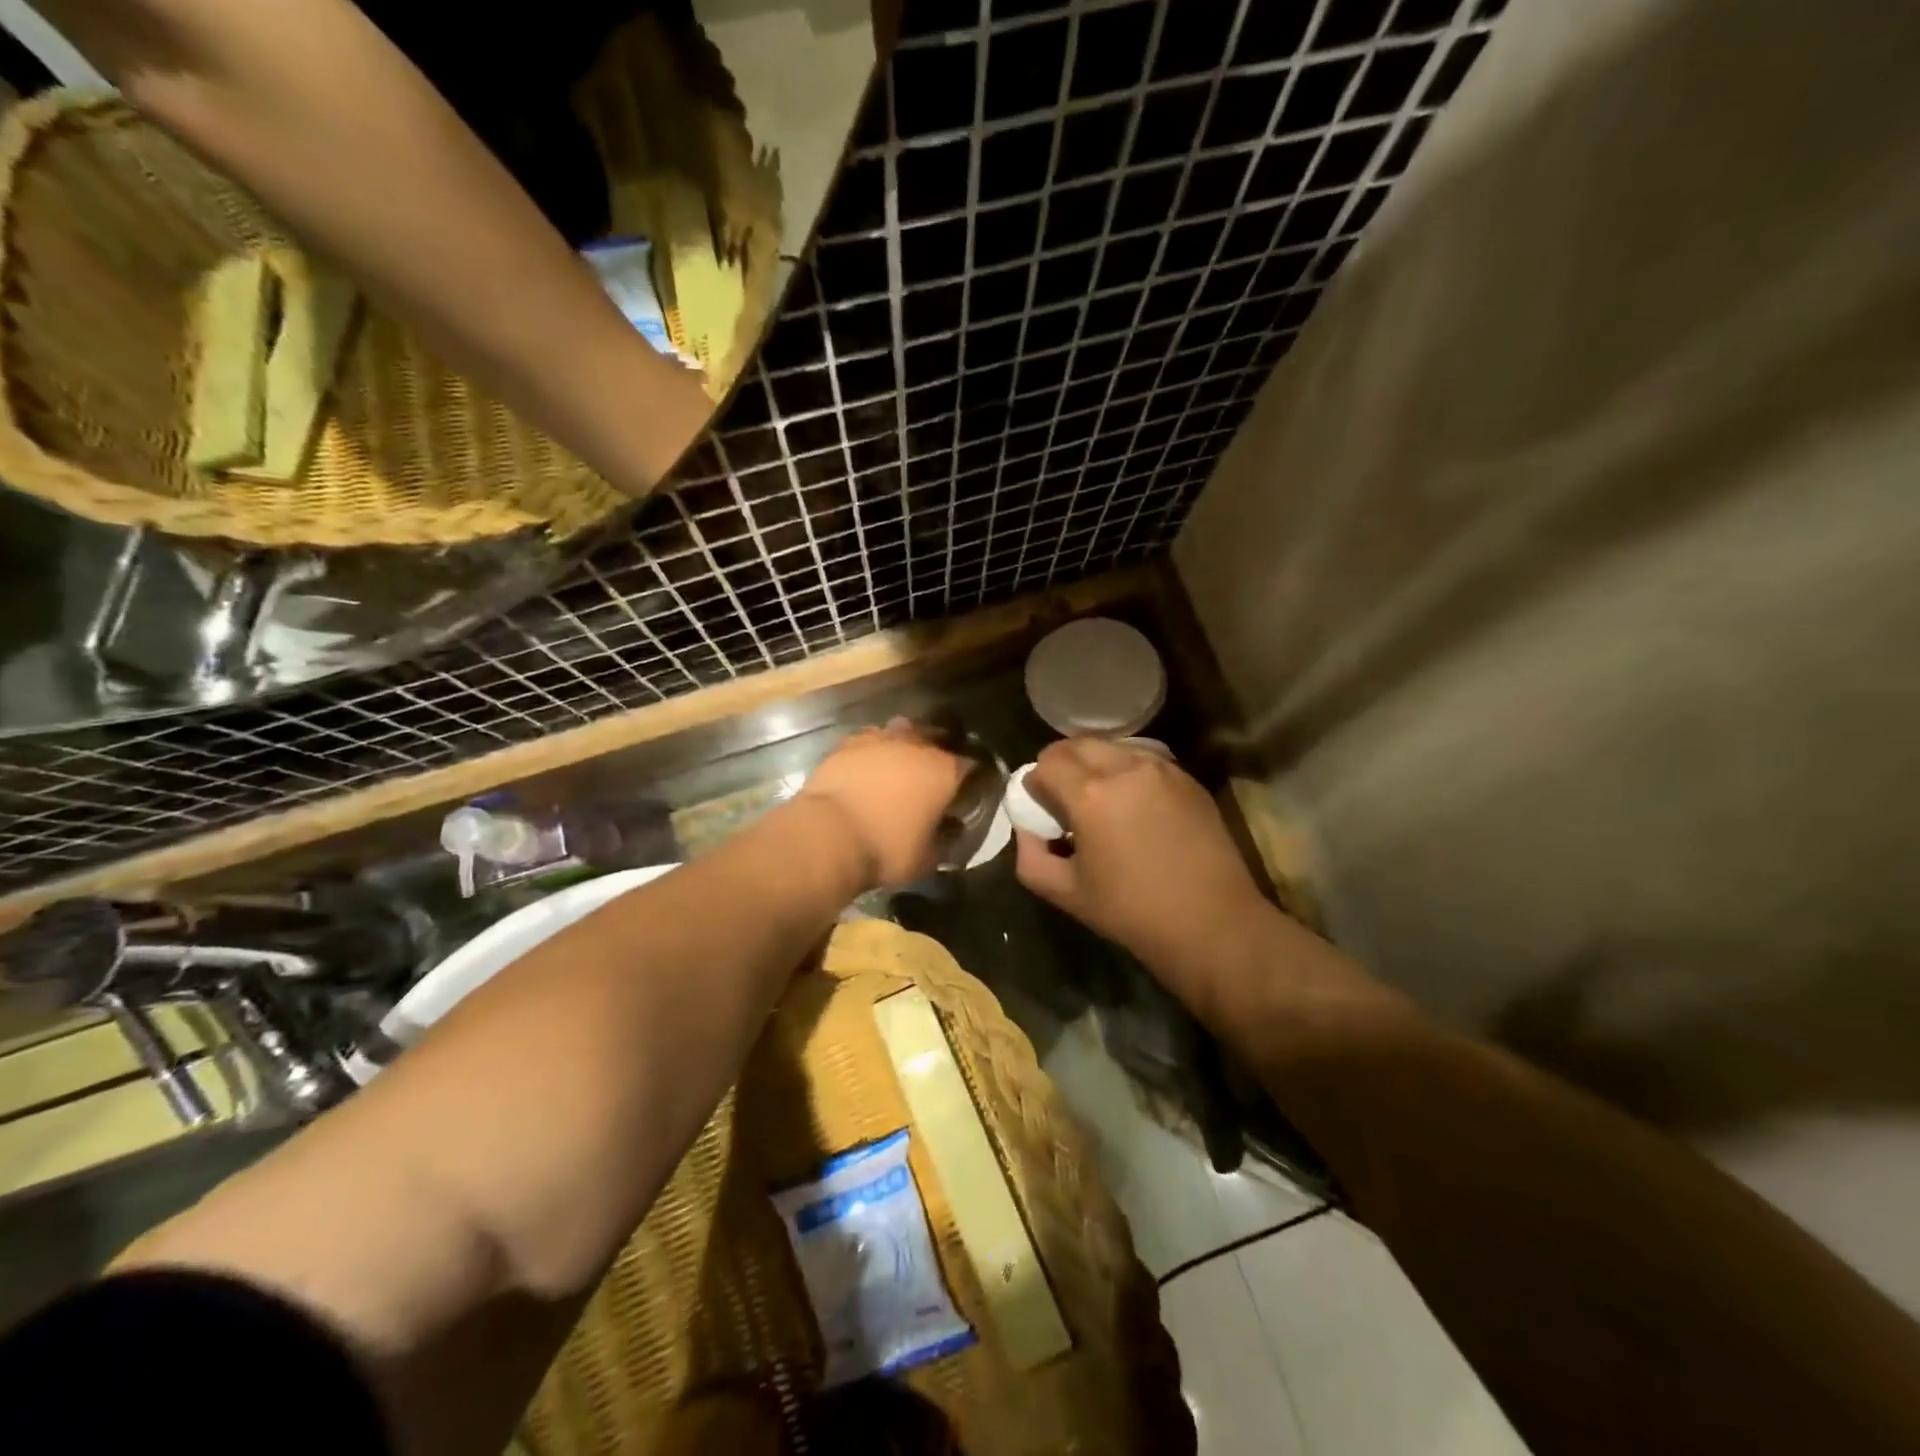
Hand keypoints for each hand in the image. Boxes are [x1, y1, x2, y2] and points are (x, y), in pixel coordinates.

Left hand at [796, 720, 968, 888]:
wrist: (827, 836)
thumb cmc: (885, 849)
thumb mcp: (926, 859)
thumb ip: (945, 840)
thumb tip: (950, 830)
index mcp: (943, 770)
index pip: (971, 766)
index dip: (972, 779)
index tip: (968, 792)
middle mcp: (916, 745)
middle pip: (936, 739)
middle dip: (938, 754)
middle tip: (932, 777)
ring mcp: (879, 738)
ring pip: (901, 732)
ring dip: (904, 746)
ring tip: (898, 766)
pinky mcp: (847, 743)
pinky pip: (868, 740)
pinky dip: (872, 752)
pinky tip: (867, 767)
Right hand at [1015, 738, 1271, 997]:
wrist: (1212, 922)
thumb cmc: (1132, 912)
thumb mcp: (1066, 893)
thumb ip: (1031, 856)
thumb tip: (1027, 828)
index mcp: (1090, 795)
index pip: (1046, 764)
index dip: (1035, 784)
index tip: (1040, 807)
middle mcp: (1125, 768)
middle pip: (1077, 745)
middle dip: (1061, 765)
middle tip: (1063, 797)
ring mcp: (1162, 769)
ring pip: (1113, 747)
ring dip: (1095, 764)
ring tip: (1100, 799)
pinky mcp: (1187, 778)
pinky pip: (1145, 759)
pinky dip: (1128, 771)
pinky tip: (1134, 804)